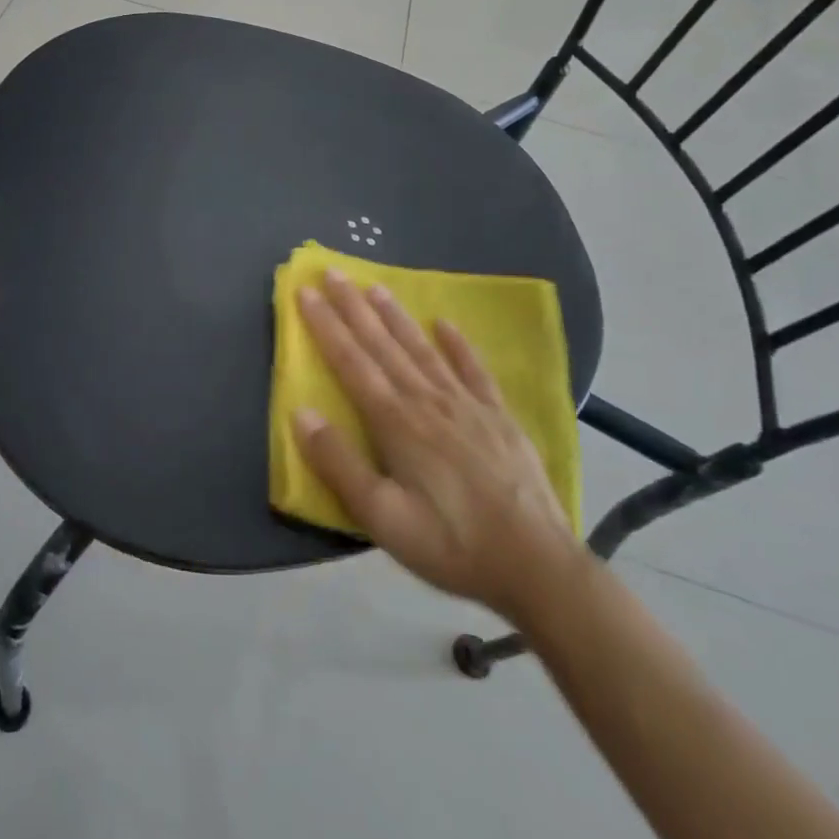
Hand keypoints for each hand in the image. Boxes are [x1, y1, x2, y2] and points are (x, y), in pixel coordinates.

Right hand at [294, 271, 580, 620]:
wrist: (537, 566)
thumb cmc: (450, 543)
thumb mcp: (382, 518)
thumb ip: (339, 464)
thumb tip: (300, 413)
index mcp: (395, 422)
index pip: (350, 361)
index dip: (324, 324)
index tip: (304, 291)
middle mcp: (427, 400)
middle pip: (382, 344)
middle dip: (353, 307)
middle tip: (332, 272)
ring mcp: (466, 405)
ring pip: (422, 348)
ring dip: (395, 316)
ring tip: (375, 286)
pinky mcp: (498, 417)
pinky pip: (473, 370)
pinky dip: (458, 344)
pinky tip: (445, 324)